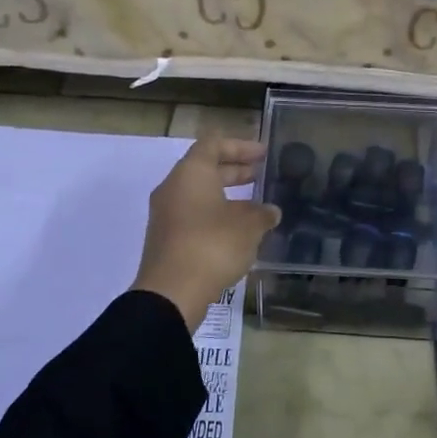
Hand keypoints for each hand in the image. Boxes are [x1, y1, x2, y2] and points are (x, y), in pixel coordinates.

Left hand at [132, 137, 279, 326]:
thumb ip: (262, 214)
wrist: (172, 293)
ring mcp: (166, 214)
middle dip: (235, 170)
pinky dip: (215, 214)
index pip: (214, 144)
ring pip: (199, 193)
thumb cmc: (212, 245)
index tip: (263, 154)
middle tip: (261, 175)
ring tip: (255, 206)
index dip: (240, 146)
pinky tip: (238, 231)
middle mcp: (174, 187)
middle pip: (205, 168)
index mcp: (191, 173)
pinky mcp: (166, 238)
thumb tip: (270, 211)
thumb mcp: (248, 227)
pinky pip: (193, 215)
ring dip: (226, 195)